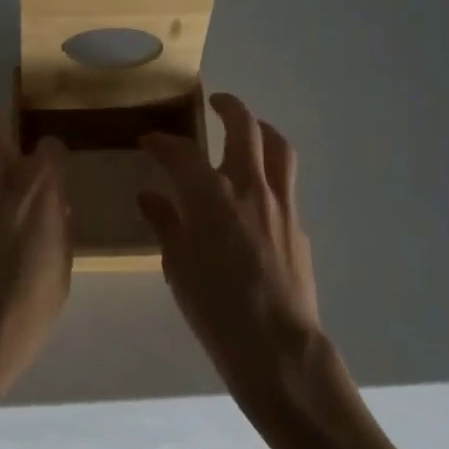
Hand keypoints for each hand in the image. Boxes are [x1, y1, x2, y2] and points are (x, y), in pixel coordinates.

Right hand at [140, 94, 323, 412]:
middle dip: (227, 107)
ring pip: (277, 146)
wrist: (277, 347)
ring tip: (249, 127)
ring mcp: (280, 202)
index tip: (150, 140)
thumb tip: (150, 197)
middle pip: (243, 127)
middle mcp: (248, 186)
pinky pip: (286, 181)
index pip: (181, 152)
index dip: (162, 141)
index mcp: (210, 195)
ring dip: (261, 128)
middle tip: (215, 102)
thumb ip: (165, 223)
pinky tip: (258, 188)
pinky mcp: (298, 223)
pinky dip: (270, 169)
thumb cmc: (215, 308)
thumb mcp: (177, 266)